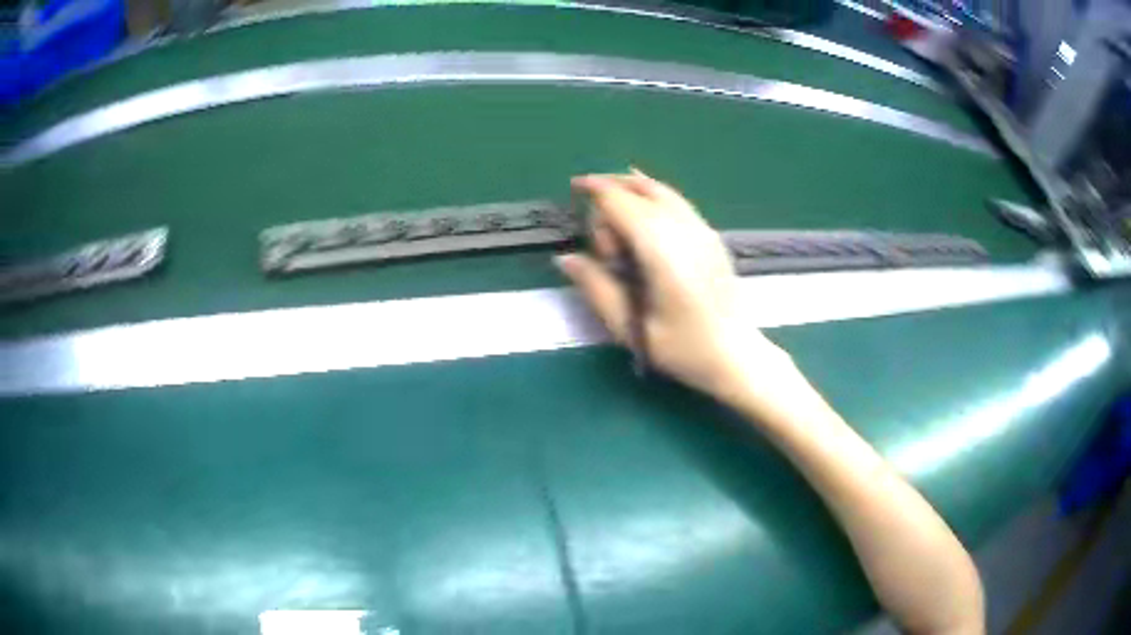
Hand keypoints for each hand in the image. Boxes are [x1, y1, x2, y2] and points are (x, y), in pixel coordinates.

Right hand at [556, 170, 796, 405]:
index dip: (595, 190)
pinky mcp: (712, 236)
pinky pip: (677, 201)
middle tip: (605, 247)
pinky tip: (645, 208)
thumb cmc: (683, 349)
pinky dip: (654, 195)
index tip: (573, 187)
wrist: (737, 355)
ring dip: (633, 190)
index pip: (622, 203)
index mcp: (662, 252)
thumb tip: (565, 258)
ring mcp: (703, 230)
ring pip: (662, 190)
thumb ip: (596, 288)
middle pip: (641, 189)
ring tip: (615, 209)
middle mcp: (684, 230)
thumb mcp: (630, 329)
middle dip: (613, 196)